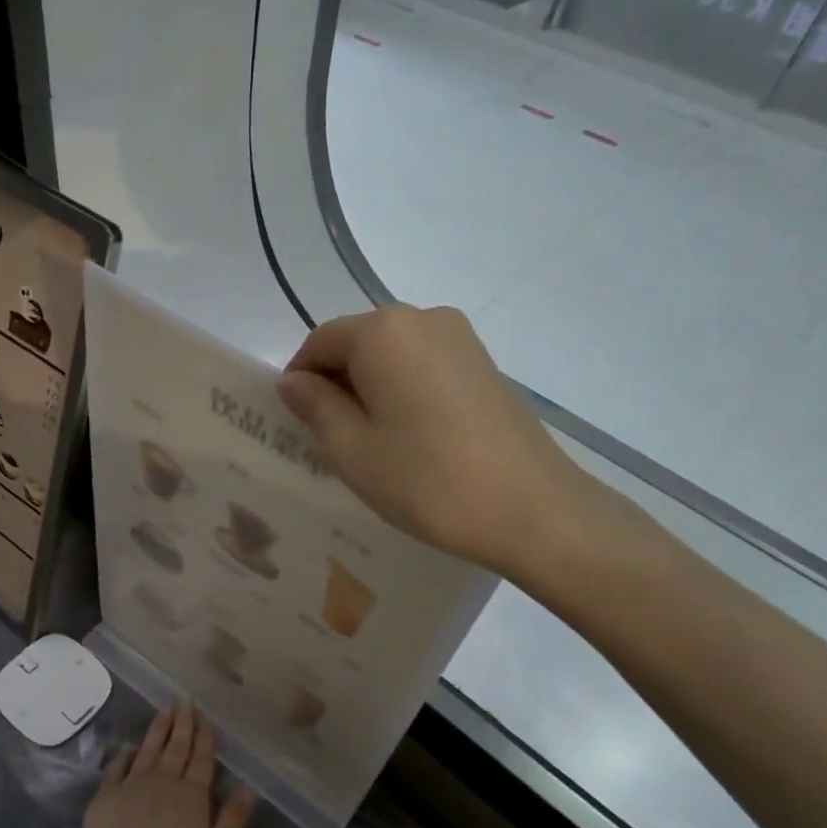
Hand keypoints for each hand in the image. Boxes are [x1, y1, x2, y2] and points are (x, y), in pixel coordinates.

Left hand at [73, 701, 256, 827]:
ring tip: (165, 709)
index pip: (201, 759)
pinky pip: (117, 767)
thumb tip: (248, 787)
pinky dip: (125, 755)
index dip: (205, 736)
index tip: (205, 716)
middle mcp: (163, 782)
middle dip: (183, 722)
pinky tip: (129, 747)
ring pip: (149, 749)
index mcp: (192, 795)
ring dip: (158, 728)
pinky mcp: (106, 796)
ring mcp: (132, 786)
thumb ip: (231, 821)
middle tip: (184, 699)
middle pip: (176, 746)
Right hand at [276, 304, 601, 575]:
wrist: (532, 509)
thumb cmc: (427, 480)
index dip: (300, 379)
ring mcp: (461, 339)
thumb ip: (315, 406)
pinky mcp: (485, 364)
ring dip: (371, 389)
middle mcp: (423, 318)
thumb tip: (294, 381)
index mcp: (383, 331)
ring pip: (392, 356)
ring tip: (373, 443)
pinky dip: (404, 391)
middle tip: (331, 439)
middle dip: (336, 383)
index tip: (297, 424)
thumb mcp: (352, 449)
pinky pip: (425, 366)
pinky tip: (412, 437)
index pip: (320, 341)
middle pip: (358, 343)